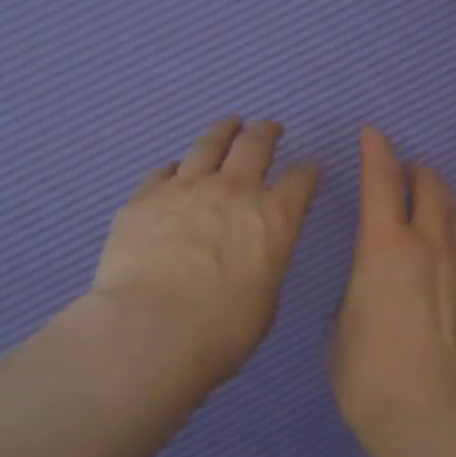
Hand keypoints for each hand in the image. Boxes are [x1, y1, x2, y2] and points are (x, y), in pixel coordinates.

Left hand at [90, 117, 320, 398]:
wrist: (151, 331)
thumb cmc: (223, 330)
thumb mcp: (266, 298)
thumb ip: (264, 263)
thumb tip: (253, 255)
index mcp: (275, 217)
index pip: (302, 179)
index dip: (309, 171)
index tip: (310, 168)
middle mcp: (234, 191)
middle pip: (255, 145)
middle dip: (267, 133)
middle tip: (270, 128)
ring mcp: (186, 188)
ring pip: (208, 145)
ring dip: (223, 132)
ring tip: (229, 124)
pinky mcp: (145, 197)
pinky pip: (164, 171)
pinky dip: (176, 168)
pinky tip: (176, 169)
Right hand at [331, 127, 455, 440]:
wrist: (434, 414)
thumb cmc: (370, 374)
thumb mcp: (342, 328)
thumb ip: (358, 293)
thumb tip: (371, 289)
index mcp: (384, 247)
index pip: (381, 182)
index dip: (376, 152)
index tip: (373, 134)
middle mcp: (429, 243)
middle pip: (429, 186)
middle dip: (415, 171)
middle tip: (404, 173)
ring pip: (455, 211)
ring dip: (439, 197)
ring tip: (428, 200)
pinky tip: (451, 243)